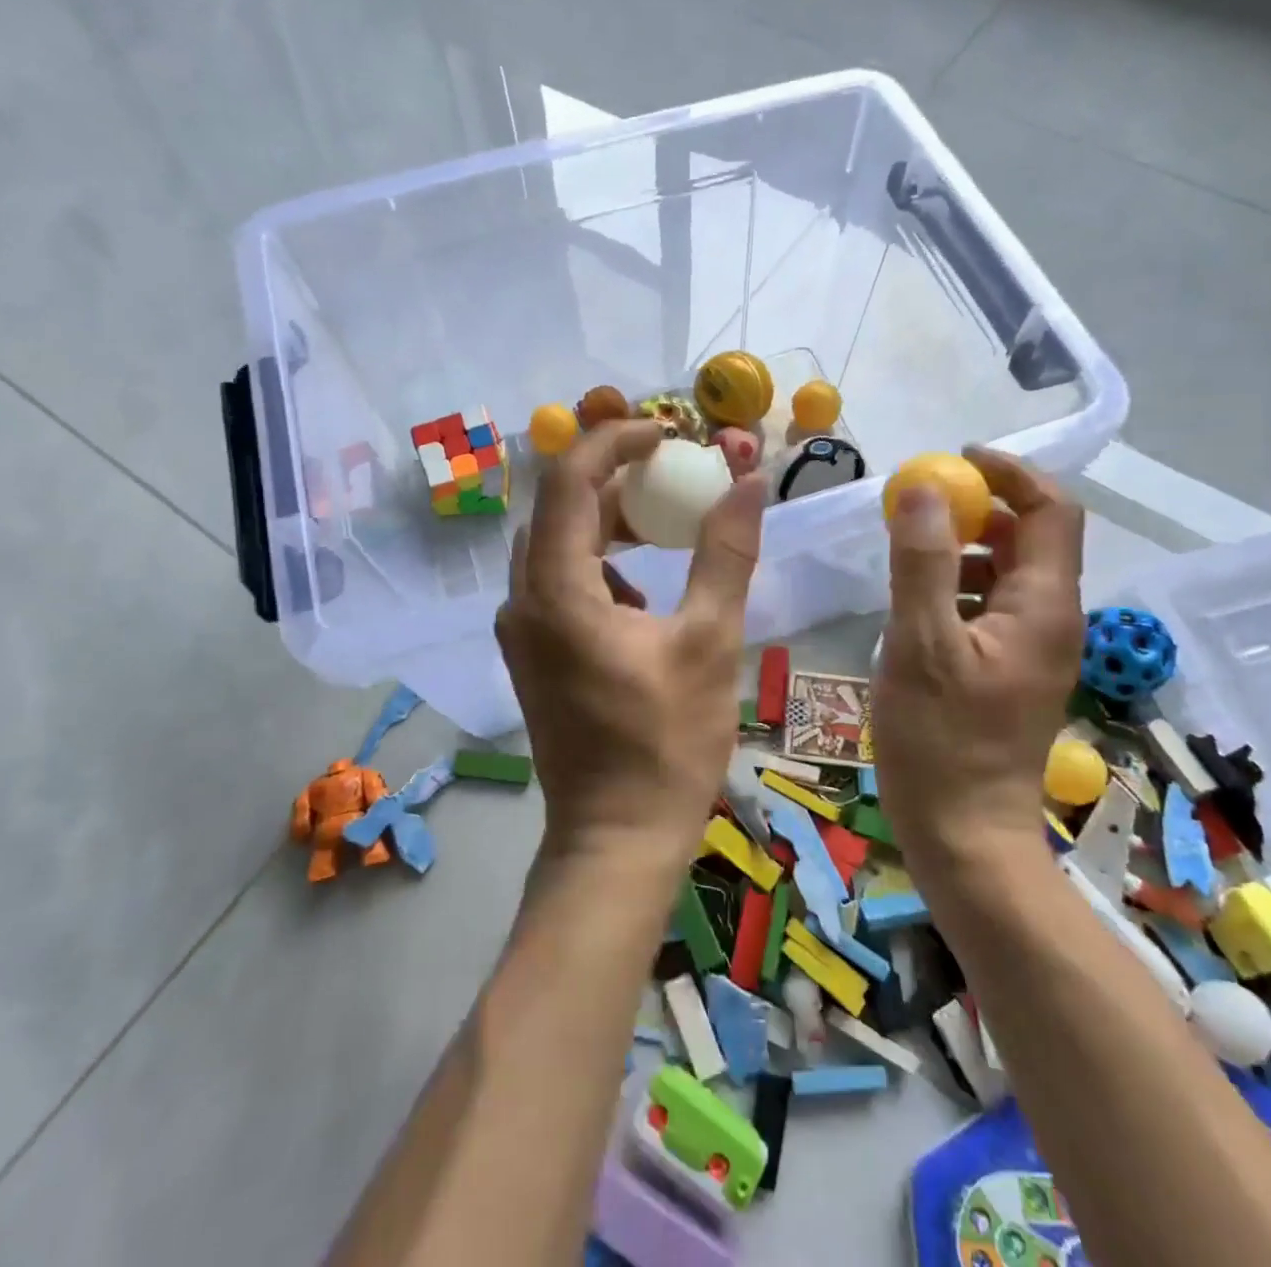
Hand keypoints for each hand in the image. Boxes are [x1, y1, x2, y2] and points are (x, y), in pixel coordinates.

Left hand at [497, 420, 769, 864]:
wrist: (617, 836)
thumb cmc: (667, 743)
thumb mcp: (709, 640)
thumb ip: (725, 553)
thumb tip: (749, 481)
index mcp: (557, 591)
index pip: (569, 480)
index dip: (614, 442)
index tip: (666, 433)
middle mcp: (523, 601)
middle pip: (559, 508)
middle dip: (615, 479)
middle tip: (673, 473)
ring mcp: (521, 630)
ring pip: (557, 545)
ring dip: (607, 522)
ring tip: (664, 522)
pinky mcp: (531, 652)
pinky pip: (558, 582)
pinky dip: (598, 563)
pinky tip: (642, 589)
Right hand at [870, 448, 1084, 860]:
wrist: (965, 833)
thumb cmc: (941, 741)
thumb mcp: (921, 645)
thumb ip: (921, 564)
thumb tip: (923, 489)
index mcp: (1043, 606)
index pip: (1052, 511)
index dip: (1011, 474)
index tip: (955, 462)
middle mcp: (1051, 619)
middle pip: (1030, 538)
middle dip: (978, 510)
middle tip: (917, 508)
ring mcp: (1033, 648)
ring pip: (1007, 573)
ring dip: (962, 549)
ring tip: (907, 554)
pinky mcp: (1010, 670)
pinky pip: (990, 607)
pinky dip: (956, 587)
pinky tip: (914, 606)